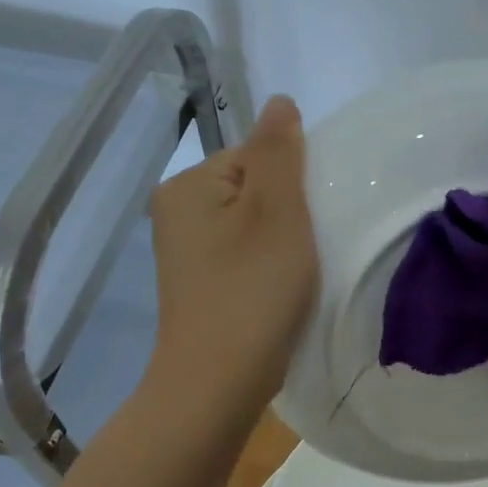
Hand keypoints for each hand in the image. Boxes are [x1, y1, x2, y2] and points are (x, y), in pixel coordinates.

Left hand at [147, 95, 317, 412]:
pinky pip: (244, 253)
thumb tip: (279, 102)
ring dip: (283, 240)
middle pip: (255, 188)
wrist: (216, 384)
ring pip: (253, 223)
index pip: (257, 155)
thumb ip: (278, 152)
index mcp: (188, 185)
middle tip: (308, 248)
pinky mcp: (200, 283)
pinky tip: (282, 289)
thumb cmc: (251, 291)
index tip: (309, 221)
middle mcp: (178, 211)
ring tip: (298, 272)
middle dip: (290, 212)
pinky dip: (269, 264)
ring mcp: (186, 250)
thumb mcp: (276, 212)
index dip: (294, 183)